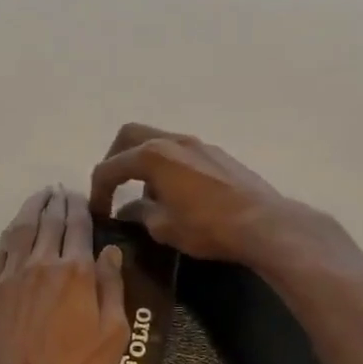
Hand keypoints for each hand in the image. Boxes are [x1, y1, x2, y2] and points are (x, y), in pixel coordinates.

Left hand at [0, 186, 128, 363]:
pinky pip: (1, 251)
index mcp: (75, 271)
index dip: (80, 207)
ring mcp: (10, 275)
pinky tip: (15, 229)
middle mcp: (41, 263)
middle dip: (57, 202)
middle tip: (61, 190)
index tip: (80, 196)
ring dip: (32, 208)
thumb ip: (111, 288)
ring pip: (22, 229)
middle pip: (50, 221)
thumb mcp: (112, 336)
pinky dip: (11, 233)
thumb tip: (111, 251)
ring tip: (40, 197)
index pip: (78, 226)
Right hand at [89, 124, 306, 264]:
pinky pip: (181, 152)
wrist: (264, 224)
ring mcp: (198, 144)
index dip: (98, 190)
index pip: (111, 166)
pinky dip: (168, 165)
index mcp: (152, 155)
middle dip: (115, 159)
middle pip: (130, 136)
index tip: (98, 213)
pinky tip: (177, 193)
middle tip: (113, 186)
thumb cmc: (207, 227)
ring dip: (144, 162)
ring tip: (147, 194)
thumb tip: (129, 210)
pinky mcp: (218, 154)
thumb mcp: (164, 228)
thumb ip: (140, 213)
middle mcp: (173, 140)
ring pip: (158, 141)